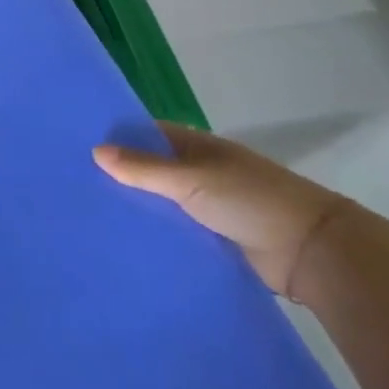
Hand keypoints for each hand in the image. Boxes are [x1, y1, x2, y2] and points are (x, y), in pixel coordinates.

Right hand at [94, 123, 353, 299]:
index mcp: (197, 146)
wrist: (313, 253)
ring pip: (163, 204)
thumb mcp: (192, 180)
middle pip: (152, 170)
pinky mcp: (216, 240)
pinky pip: (178, 233)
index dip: (117, 137)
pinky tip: (126, 243)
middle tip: (75, 186)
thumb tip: (95, 150)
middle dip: (121, 177)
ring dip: (138, 209)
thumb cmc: (251, 200)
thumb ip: (144, 168)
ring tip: (90, 217)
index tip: (78, 145)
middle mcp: (201, 172)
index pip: (148, 134)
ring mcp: (210, 207)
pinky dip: (158, 236)